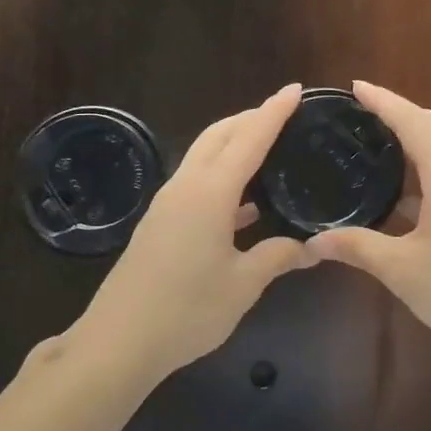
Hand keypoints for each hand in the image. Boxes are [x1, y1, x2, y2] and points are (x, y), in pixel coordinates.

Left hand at [71, 85, 316, 384]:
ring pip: (203, 157)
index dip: (274, 112)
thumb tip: (310, 248)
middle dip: (250, 118)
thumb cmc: (187, 310)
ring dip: (233, 146)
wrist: (119, 340)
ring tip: (267, 150)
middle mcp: (186, 187)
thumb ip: (277, 257)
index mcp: (210, 193)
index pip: (249, 139)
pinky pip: (195, 185)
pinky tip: (244, 205)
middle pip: (218, 136)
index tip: (295, 89)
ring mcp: (168, 205)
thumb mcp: (242, 285)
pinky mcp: (159, 224)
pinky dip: (221, 180)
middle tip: (284, 115)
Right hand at [304, 81, 430, 366]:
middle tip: (364, 115)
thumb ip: (356, 247)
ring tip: (381, 145)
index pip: (413, 121)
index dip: (384, 102)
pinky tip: (406, 193)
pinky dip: (430, 166)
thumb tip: (312, 242)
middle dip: (403, 113)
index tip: (356, 87)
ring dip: (419, 138)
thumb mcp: (402, 270)